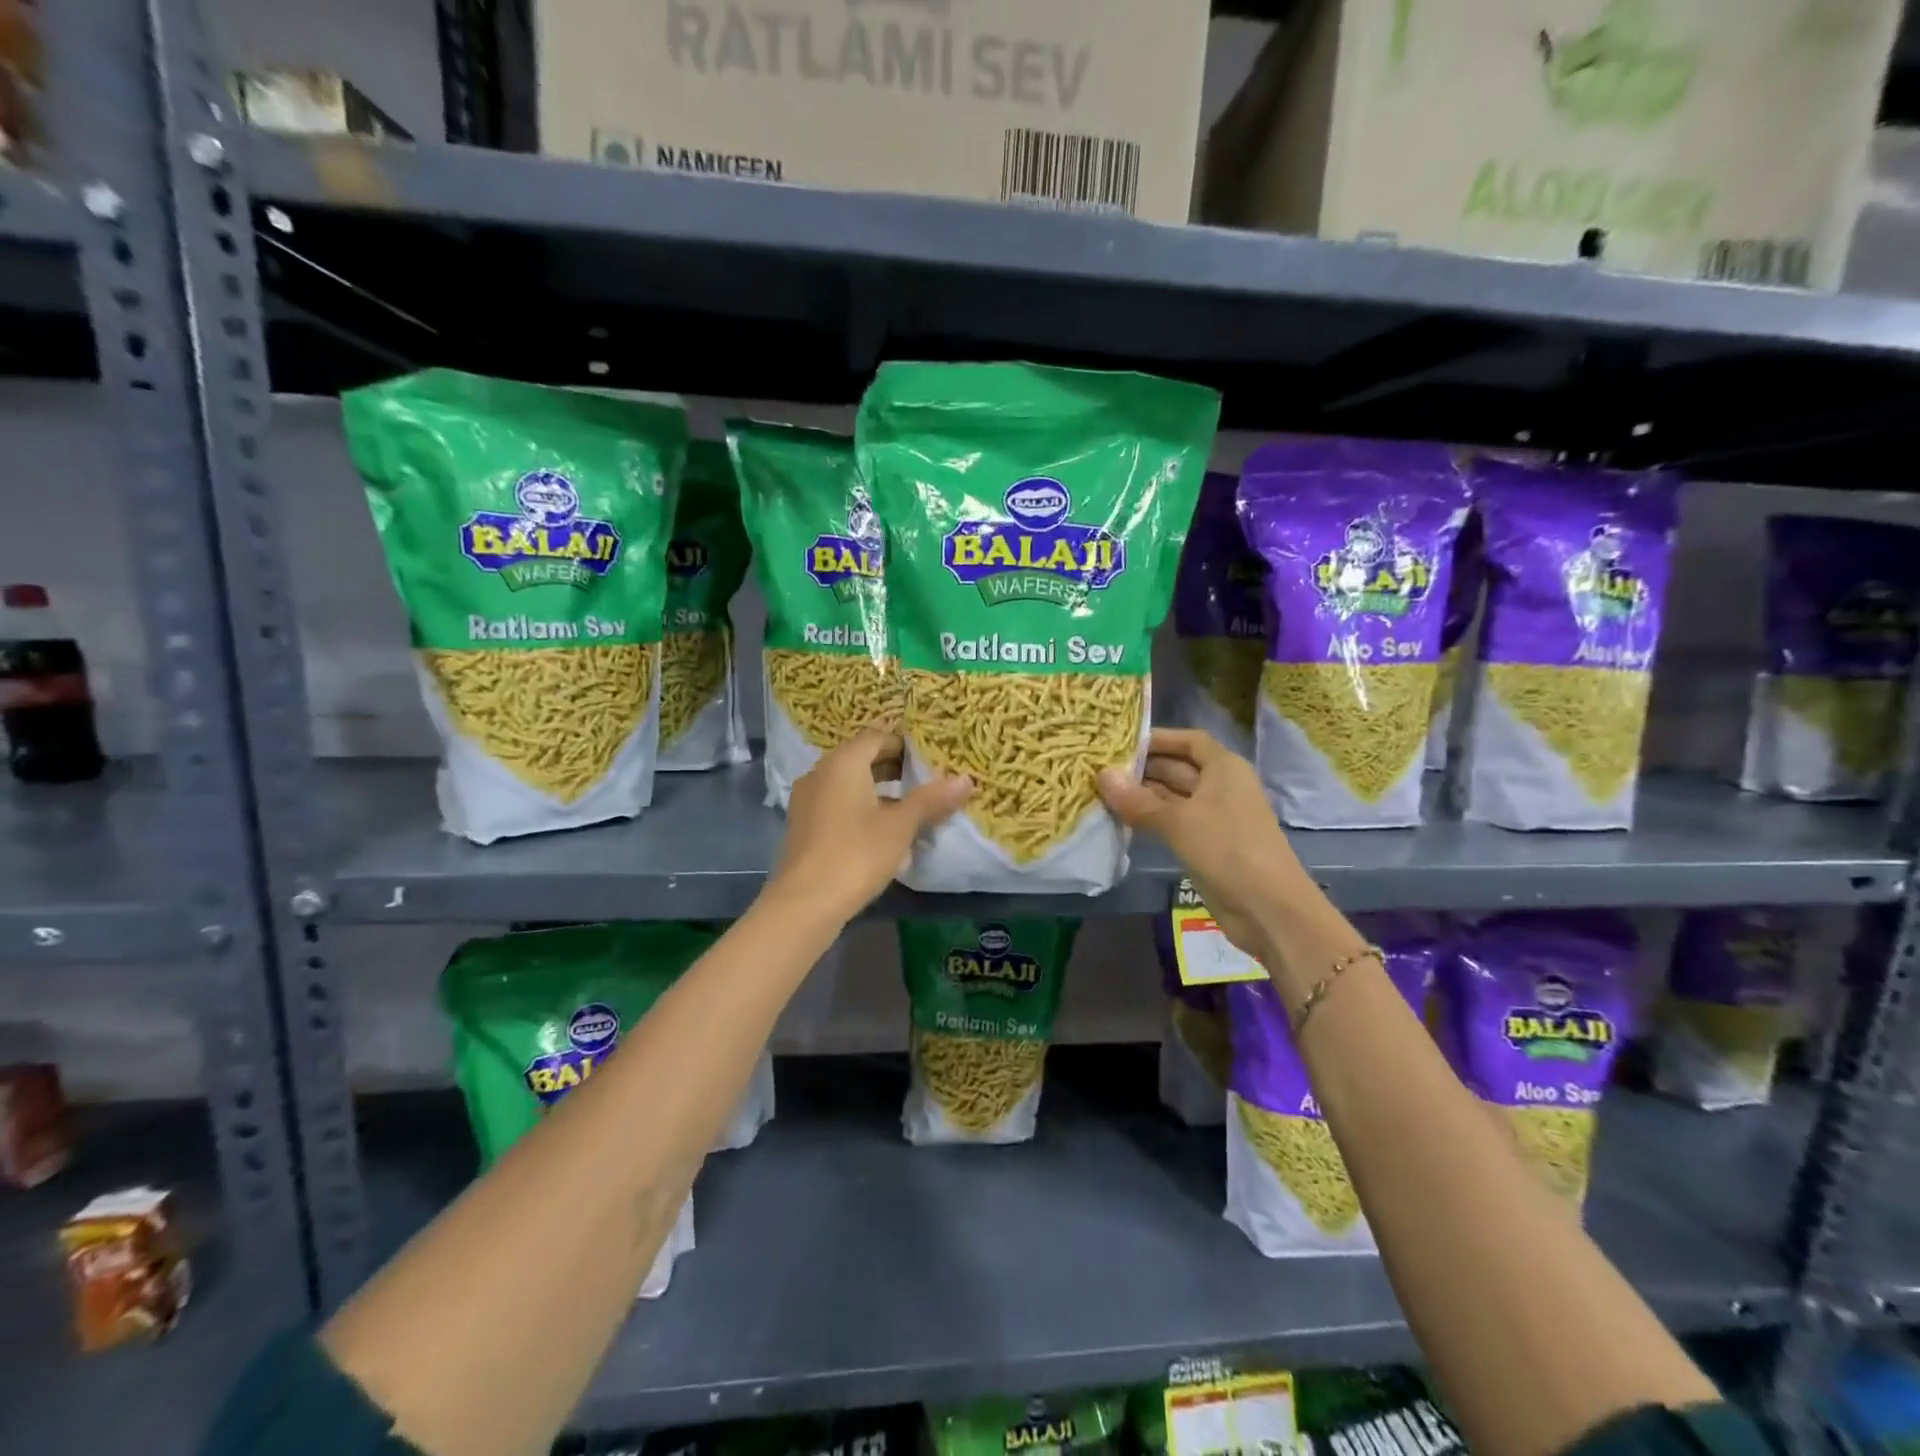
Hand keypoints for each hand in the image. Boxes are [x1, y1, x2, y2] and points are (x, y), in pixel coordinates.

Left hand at [770, 730, 971, 921]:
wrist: (805, 903)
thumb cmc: (857, 853)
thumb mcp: (901, 826)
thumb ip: (932, 799)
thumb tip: (965, 779)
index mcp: (843, 762)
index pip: (877, 737)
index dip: (905, 745)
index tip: (931, 759)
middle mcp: (820, 772)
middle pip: (861, 759)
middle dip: (894, 768)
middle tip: (926, 781)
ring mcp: (807, 800)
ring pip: (849, 784)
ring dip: (878, 790)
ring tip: (910, 808)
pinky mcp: (803, 826)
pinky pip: (837, 804)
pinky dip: (860, 808)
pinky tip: (882, 832)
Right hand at [1098, 729, 1307, 961]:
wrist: (1268, 908)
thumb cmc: (1227, 849)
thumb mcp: (1178, 821)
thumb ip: (1138, 800)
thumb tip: (1102, 775)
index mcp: (1224, 768)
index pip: (1189, 741)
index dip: (1159, 738)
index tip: (1122, 742)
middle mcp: (1221, 787)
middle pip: (1178, 768)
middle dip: (1143, 768)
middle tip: (1100, 770)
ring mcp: (1215, 818)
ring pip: (1173, 798)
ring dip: (1142, 796)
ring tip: (1102, 793)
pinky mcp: (1207, 845)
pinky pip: (1174, 823)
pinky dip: (1150, 819)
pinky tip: (1122, 820)